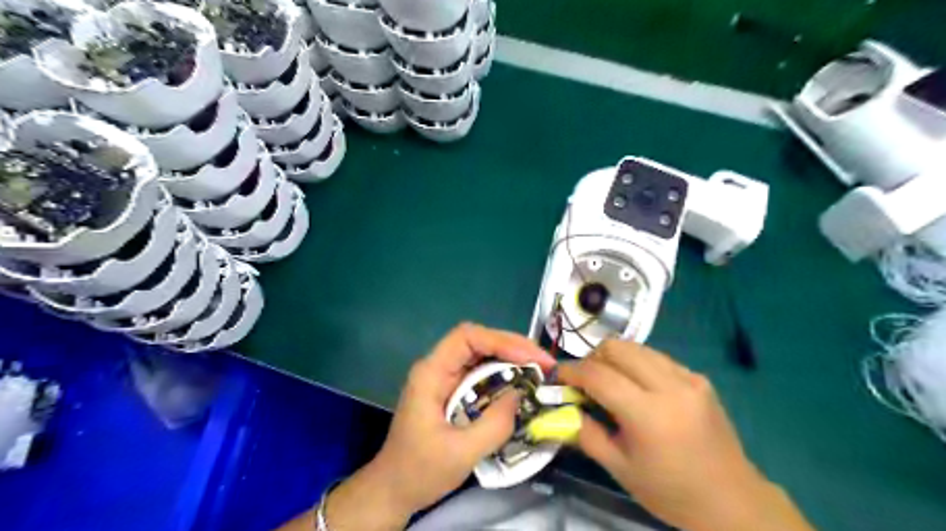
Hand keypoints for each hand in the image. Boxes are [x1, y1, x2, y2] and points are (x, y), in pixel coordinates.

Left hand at [321, 322, 555, 527]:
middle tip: (544, 363)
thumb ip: (495, 424)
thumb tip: (522, 394)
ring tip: (539, 371)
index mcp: (431, 373)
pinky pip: (481, 374)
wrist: (393, 489)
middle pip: (478, 341)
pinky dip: (503, 376)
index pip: (467, 337)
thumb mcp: (461, 452)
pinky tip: (521, 384)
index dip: (501, 341)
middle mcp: (438, 367)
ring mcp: (445, 378)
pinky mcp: (452, 391)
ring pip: (481, 355)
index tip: (530, 358)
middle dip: (513, 348)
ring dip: (511, 360)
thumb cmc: (419, 470)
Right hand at [557, 339, 817, 530]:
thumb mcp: (619, 468)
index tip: (557, 376)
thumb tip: (562, 408)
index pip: (598, 375)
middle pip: (616, 348)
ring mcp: (688, 378)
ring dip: (614, 358)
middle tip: (584, 380)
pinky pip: (656, 357)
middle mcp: (670, 386)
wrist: (731, 500)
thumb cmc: (670, 490)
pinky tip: (638, 387)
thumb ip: (586, 433)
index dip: (572, 371)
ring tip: (609, 382)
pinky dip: (637, 364)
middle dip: (592, 358)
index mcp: (648, 414)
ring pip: (636, 347)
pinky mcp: (699, 378)